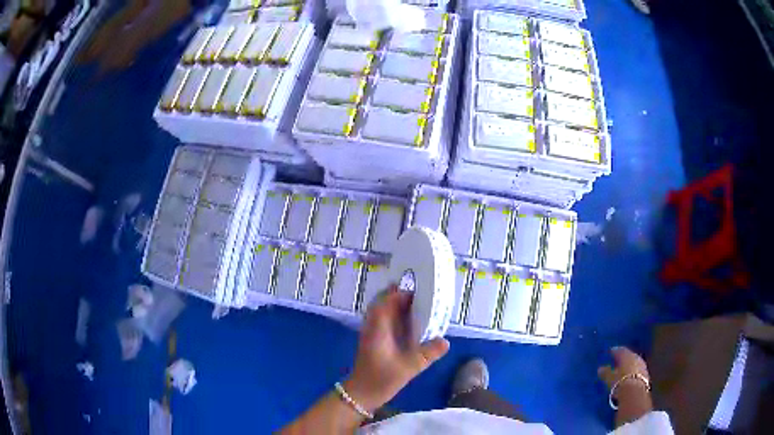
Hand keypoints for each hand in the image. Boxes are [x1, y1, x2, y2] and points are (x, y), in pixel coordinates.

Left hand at [344, 286, 449, 411]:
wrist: (362, 393)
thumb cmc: (381, 379)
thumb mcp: (408, 368)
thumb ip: (427, 354)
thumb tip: (446, 341)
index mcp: (378, 328)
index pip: (387, 301)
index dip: (402, 293)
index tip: (421, 290)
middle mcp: (373, 326)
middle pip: (383, 302)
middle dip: (400, 295)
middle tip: (422, 294)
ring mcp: (372, 332)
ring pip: (383, 310)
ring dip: (397, 304)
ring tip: (419, 304)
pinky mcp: (374, 340)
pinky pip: (384, 320)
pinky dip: (396, 315)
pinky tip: (410, 322)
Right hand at [597, 346, 649, 394]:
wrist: (634, 394)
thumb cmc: (620, 382)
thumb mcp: (609, 378)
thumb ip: (605, 372)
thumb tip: (600, 368)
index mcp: (627, 355)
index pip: (620, 350)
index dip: (614, 351)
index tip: (609, 352)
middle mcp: (636, 358)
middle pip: (628, 356)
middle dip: (622, 359)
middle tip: (615, 362)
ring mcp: (642, 366)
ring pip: (634, 364)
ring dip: (628, 367)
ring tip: (621, 372)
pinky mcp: (645, 376)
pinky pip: (636, 372)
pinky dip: (631, 373)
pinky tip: (627, 379)